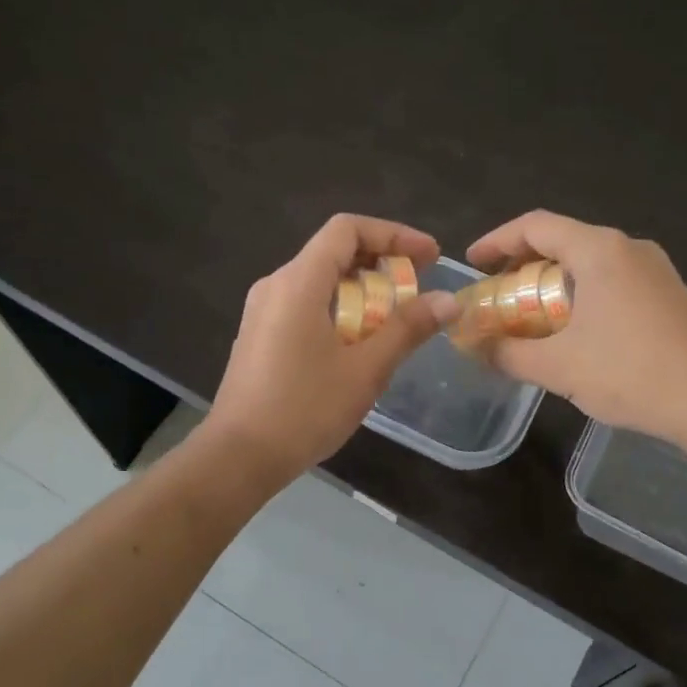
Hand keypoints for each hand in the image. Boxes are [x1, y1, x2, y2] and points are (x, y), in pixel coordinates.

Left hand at [205, 214, 460, 484]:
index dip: (394, 234)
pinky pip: (306, 304)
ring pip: (320, 280)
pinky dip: (340, 309)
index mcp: (299, 282)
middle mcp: (276, 285)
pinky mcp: (261, 335)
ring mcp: (263, 311)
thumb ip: (406, 329)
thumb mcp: (365, 370)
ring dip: (362, 290)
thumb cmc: (304, 409)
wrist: (239, 456)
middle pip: (334, 252)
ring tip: (395, 319)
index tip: (429, 257)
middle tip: (417, 289)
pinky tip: (359, 342)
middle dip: (381, 263)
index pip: (348, 229)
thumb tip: (447, 300)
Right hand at [467, 211, 686, 445]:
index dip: (496, 241)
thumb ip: (507, 353)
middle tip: (498, 295)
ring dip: (553, 282)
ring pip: (590, 262)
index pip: (535, 226)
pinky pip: (613, 281)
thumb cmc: (629, 373)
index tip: (472, 263)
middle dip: (522, 265)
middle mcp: (629, 248)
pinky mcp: (670, 294)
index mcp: (599, 250)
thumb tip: (474, 347)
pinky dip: (582, 295)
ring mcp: (656, 270)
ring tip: (532, 316)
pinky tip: (576, 331)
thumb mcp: (557, 367)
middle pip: (563, 241)